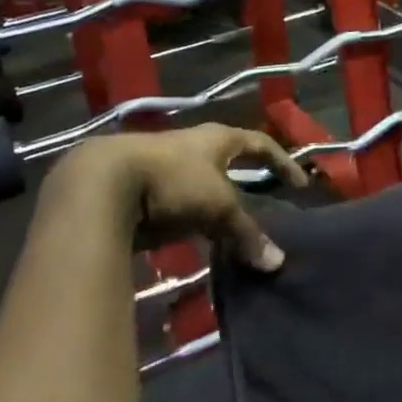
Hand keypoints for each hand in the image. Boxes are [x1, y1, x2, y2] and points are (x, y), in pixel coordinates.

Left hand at [60, 125, 308, 271]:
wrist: (103, 185)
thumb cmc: (172, 181)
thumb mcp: (217, 206)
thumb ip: (246, 234)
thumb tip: (277, 262)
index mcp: (217, 139)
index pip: (260, 143)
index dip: (281, 162)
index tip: (298, 183)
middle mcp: (194, 146)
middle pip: (228, 161)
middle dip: (245, 179)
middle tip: (264, 201)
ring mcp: (166, 166)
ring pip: (202, 182)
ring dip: (216, 201)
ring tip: (231, 226)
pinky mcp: (143, 189)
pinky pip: (178, 203)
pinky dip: (192, 217)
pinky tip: (195, 237)